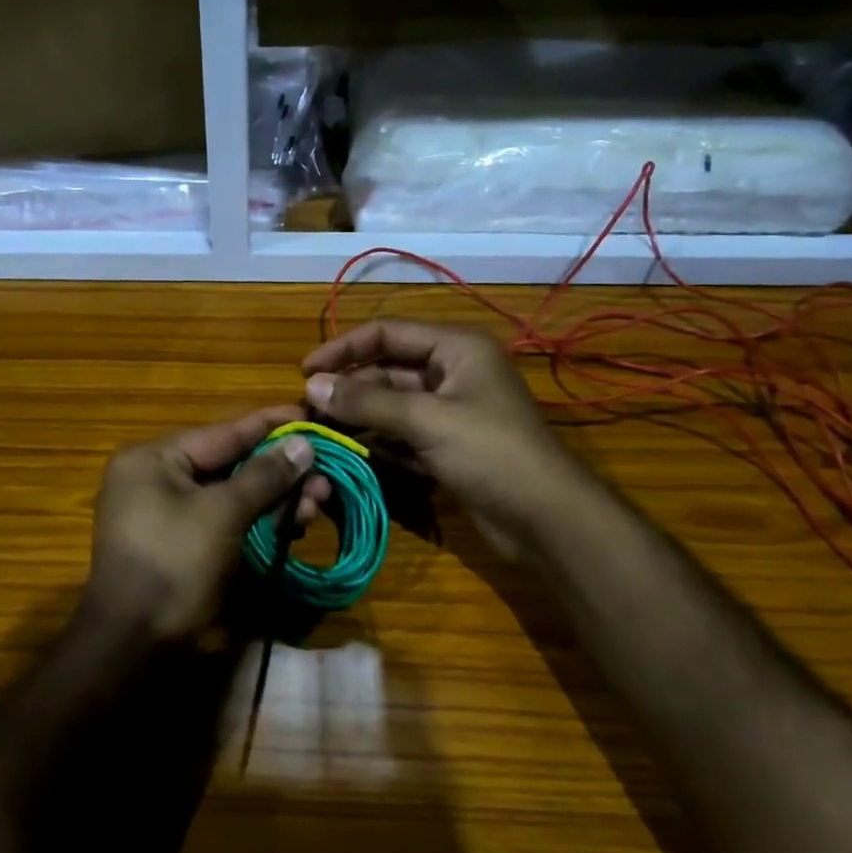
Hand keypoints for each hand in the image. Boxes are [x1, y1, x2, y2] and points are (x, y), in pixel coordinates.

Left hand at [84, 406, 328, 643]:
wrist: (134, 647)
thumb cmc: (174, 565)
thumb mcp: (222, 514)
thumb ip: (264, 475)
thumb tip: (303, 443)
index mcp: (153, 459)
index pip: (223, 431)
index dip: (270, 424)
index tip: (310, 414)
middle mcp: (156, 478)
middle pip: (230, 463)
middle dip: (279, 471)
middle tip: (325, 474)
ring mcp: (167, 513)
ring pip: (232, 494)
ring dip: (275, 498)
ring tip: (318, 501)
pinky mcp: (182, 544)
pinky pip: (224, 520)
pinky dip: (257, 520)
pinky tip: (294, 522)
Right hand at [303, 319, 568, 564]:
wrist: (547, 519)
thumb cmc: (491, 452)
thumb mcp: (426, 421)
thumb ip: (367, 402)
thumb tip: (311, 386)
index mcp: (455, 347)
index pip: (386, 333)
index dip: (343, 348)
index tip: (304, 371)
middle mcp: (452, 371)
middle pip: (386, 370)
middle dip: (348, 390)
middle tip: (307, 411)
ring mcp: (450, 410)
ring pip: (391, 405)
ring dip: (358, 418)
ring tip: (320, 434)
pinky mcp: (447, 445)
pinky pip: (402, 434)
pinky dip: (378, 442)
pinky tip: (349, 454)